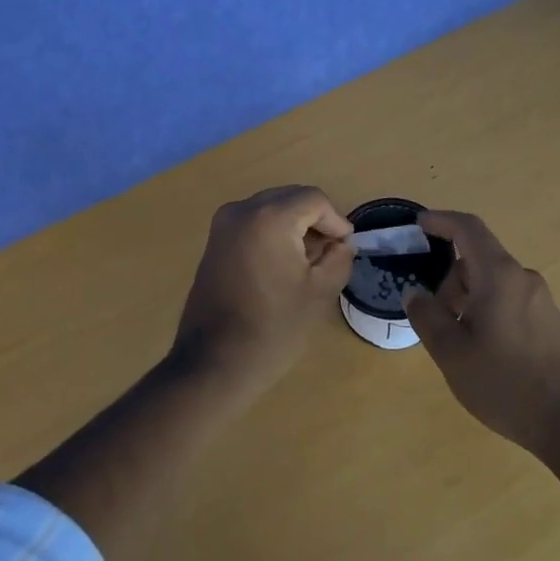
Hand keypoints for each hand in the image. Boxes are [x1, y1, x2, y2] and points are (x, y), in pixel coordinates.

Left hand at [172, 185, 354, 401]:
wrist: (214, 362)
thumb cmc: (273, 328)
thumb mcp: (319, 292)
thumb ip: (339, 259)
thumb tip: (342, 244)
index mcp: (270, 217)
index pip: (314, 199)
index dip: (336, 220)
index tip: (345, 248)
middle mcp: (242, 210)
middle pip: (291, 198)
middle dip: (315, 220)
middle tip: (331, 252)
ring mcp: (223, 224)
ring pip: (271, 208)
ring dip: (294, 225)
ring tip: (309, 260)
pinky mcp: (214, 241)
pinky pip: (252, 222)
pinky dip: (272, 232)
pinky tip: (282, 264)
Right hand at [404, 210, 559, 453]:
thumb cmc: (505, 383)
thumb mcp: (452, 353)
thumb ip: (427, 316)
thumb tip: (414, 293)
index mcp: (499, 275)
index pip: (468, 228)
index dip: (441, 220)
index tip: (418, 225)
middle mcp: (522, 277)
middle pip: (477, 259)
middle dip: (449, 279)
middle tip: (434, 317)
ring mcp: (541, 299)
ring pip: (492, 282)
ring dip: (468, 298)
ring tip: (459, 342)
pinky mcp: (550, 320)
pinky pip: (509, 299)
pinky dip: (487, 309)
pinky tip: (484, 350)